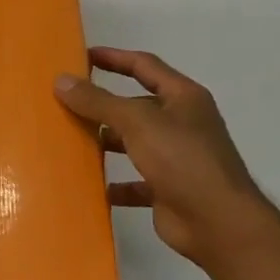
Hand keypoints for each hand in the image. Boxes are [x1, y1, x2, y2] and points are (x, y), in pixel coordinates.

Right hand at [55, 47, 278, 268]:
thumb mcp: (137, 122)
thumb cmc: (182, 160)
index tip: (81, 56)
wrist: (218, 223)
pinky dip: (116, 184)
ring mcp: (176, 157)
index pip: (144, 66)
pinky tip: (91, 186)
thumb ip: (98, 101)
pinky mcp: (168, 189)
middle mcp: (182, 123)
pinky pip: (135, 182)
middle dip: (104, 104)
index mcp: (183, 97)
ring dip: (106, 142)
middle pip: (136, 105)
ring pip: (133, 142)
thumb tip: (61, 80)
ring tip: (71, 141)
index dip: (114, 58)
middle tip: (66, 102)